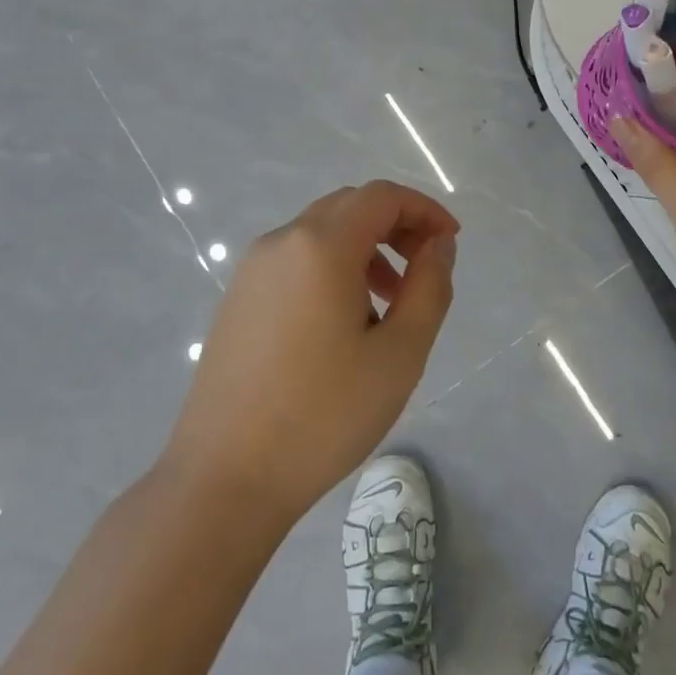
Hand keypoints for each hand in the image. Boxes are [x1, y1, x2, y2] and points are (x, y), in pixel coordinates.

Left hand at [165, 181, 459, 529]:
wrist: (224, 478)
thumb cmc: (323, 415)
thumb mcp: (400, 353)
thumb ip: (430, 287)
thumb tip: (439, 245)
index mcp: (320, 246)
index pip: (381, 196)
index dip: (424, 209)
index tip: (451, 243)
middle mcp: (281, 242)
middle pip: (350, 207)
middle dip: (396, 227)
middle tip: (425, 270)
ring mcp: (252, 270)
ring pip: (322, 234)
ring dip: (365, 249)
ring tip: (390, 305)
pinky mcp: (238, 298)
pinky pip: (296, 260)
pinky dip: (332, 268)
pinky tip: (344, 325)